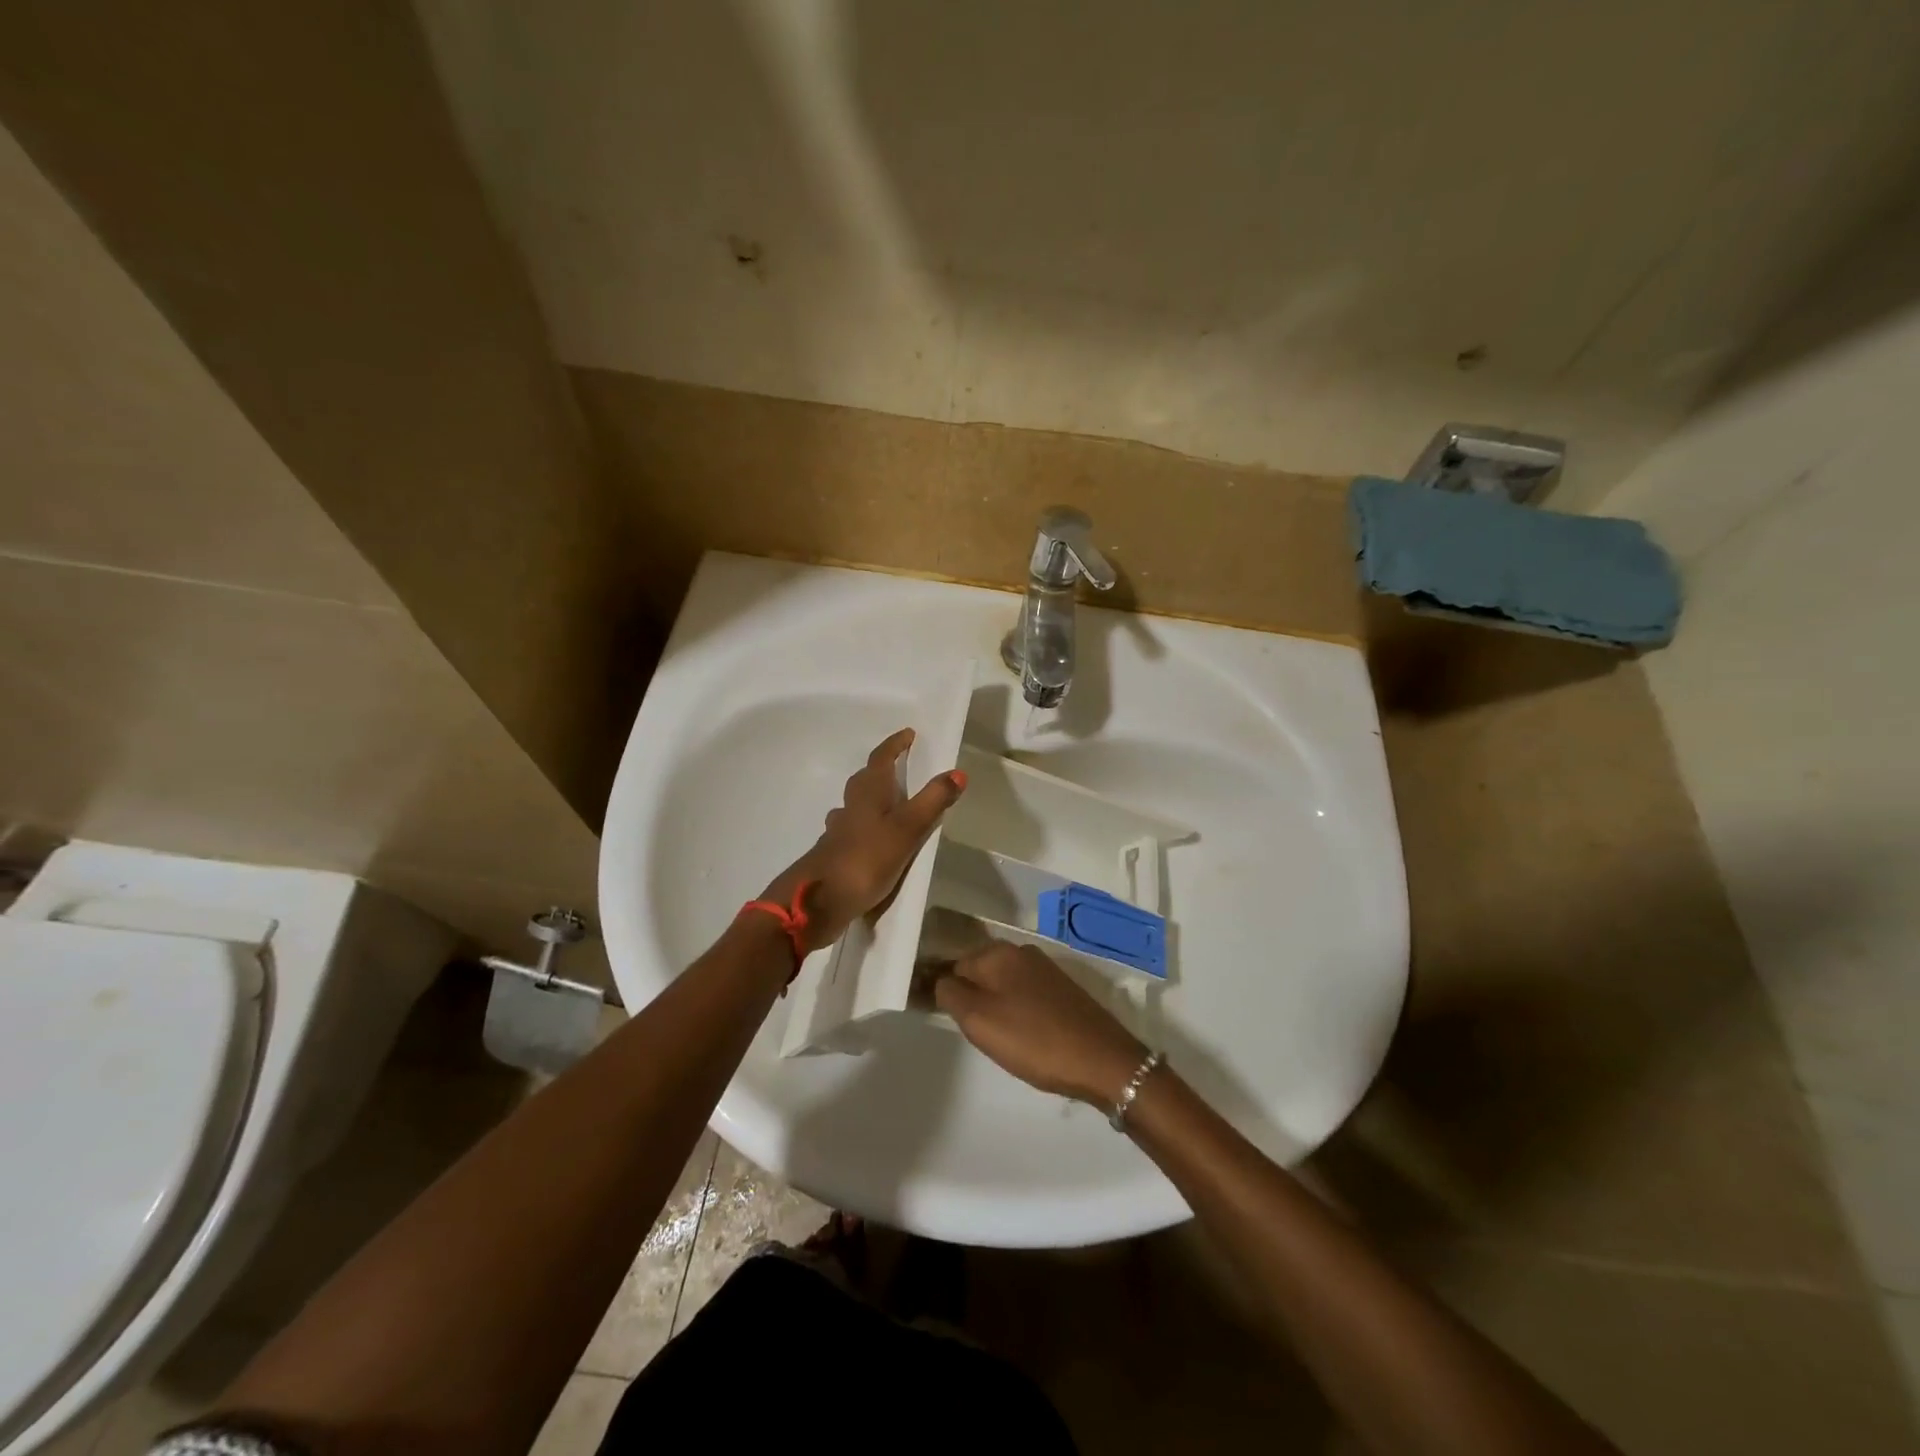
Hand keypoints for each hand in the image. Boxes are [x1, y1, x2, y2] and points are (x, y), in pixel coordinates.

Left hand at [764, 728, 966, 954]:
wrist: (819, 900)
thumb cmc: (867, 858)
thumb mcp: (908, 828)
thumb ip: (933, 801)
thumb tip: (957, 772)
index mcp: (868, 793)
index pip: (881, 759)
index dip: (894, 745)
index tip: (908, 734)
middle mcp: (850, 807)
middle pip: (865, 780)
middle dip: (882, 770)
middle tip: (901, 767)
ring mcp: (839, 832)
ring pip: (856, 806)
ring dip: (871, 799)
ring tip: (889, 804)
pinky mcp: (835, 855)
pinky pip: (852, 832)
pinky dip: (864, 828)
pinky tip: (870, 840)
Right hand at [934, 943, 1147, 1105]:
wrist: (1102, 1060)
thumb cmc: (1034, 1040)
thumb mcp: (979, 1020)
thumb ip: (950, 993)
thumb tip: (940, 979)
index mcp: (998, 952)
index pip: (954, 965)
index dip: (947, 993)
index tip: (950, 1021)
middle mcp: (1021, 951)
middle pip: (979, 972)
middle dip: (972, 999)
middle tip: (977, 1034)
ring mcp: (1045, 969)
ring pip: (1003, 984)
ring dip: (996, 1007)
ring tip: (1001, 1039)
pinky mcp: (1062, 989)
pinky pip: (1025, 995)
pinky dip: (1018, 1012)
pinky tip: (1026, 1036)